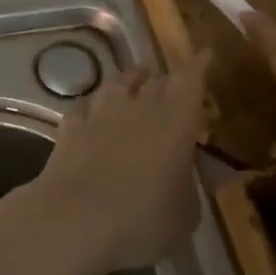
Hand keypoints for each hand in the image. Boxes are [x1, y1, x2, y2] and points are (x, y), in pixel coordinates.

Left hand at [28, 56, 209, 274]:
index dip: (199, 65)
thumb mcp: (186, 213)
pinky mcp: (70, 126)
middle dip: (168, 77)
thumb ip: (192, 185)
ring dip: (131, 80)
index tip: (205, 54)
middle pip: (156, 79)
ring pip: (119, 83)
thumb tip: (195, 171)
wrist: (73, 220)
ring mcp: (100, 112)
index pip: (190, 79)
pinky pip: (86, 105)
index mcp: (175, 120)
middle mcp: (138, 105)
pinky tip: (95, 109)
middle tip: (176, 81)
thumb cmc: (142, 219)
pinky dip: (95, 105)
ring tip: (138, 80)